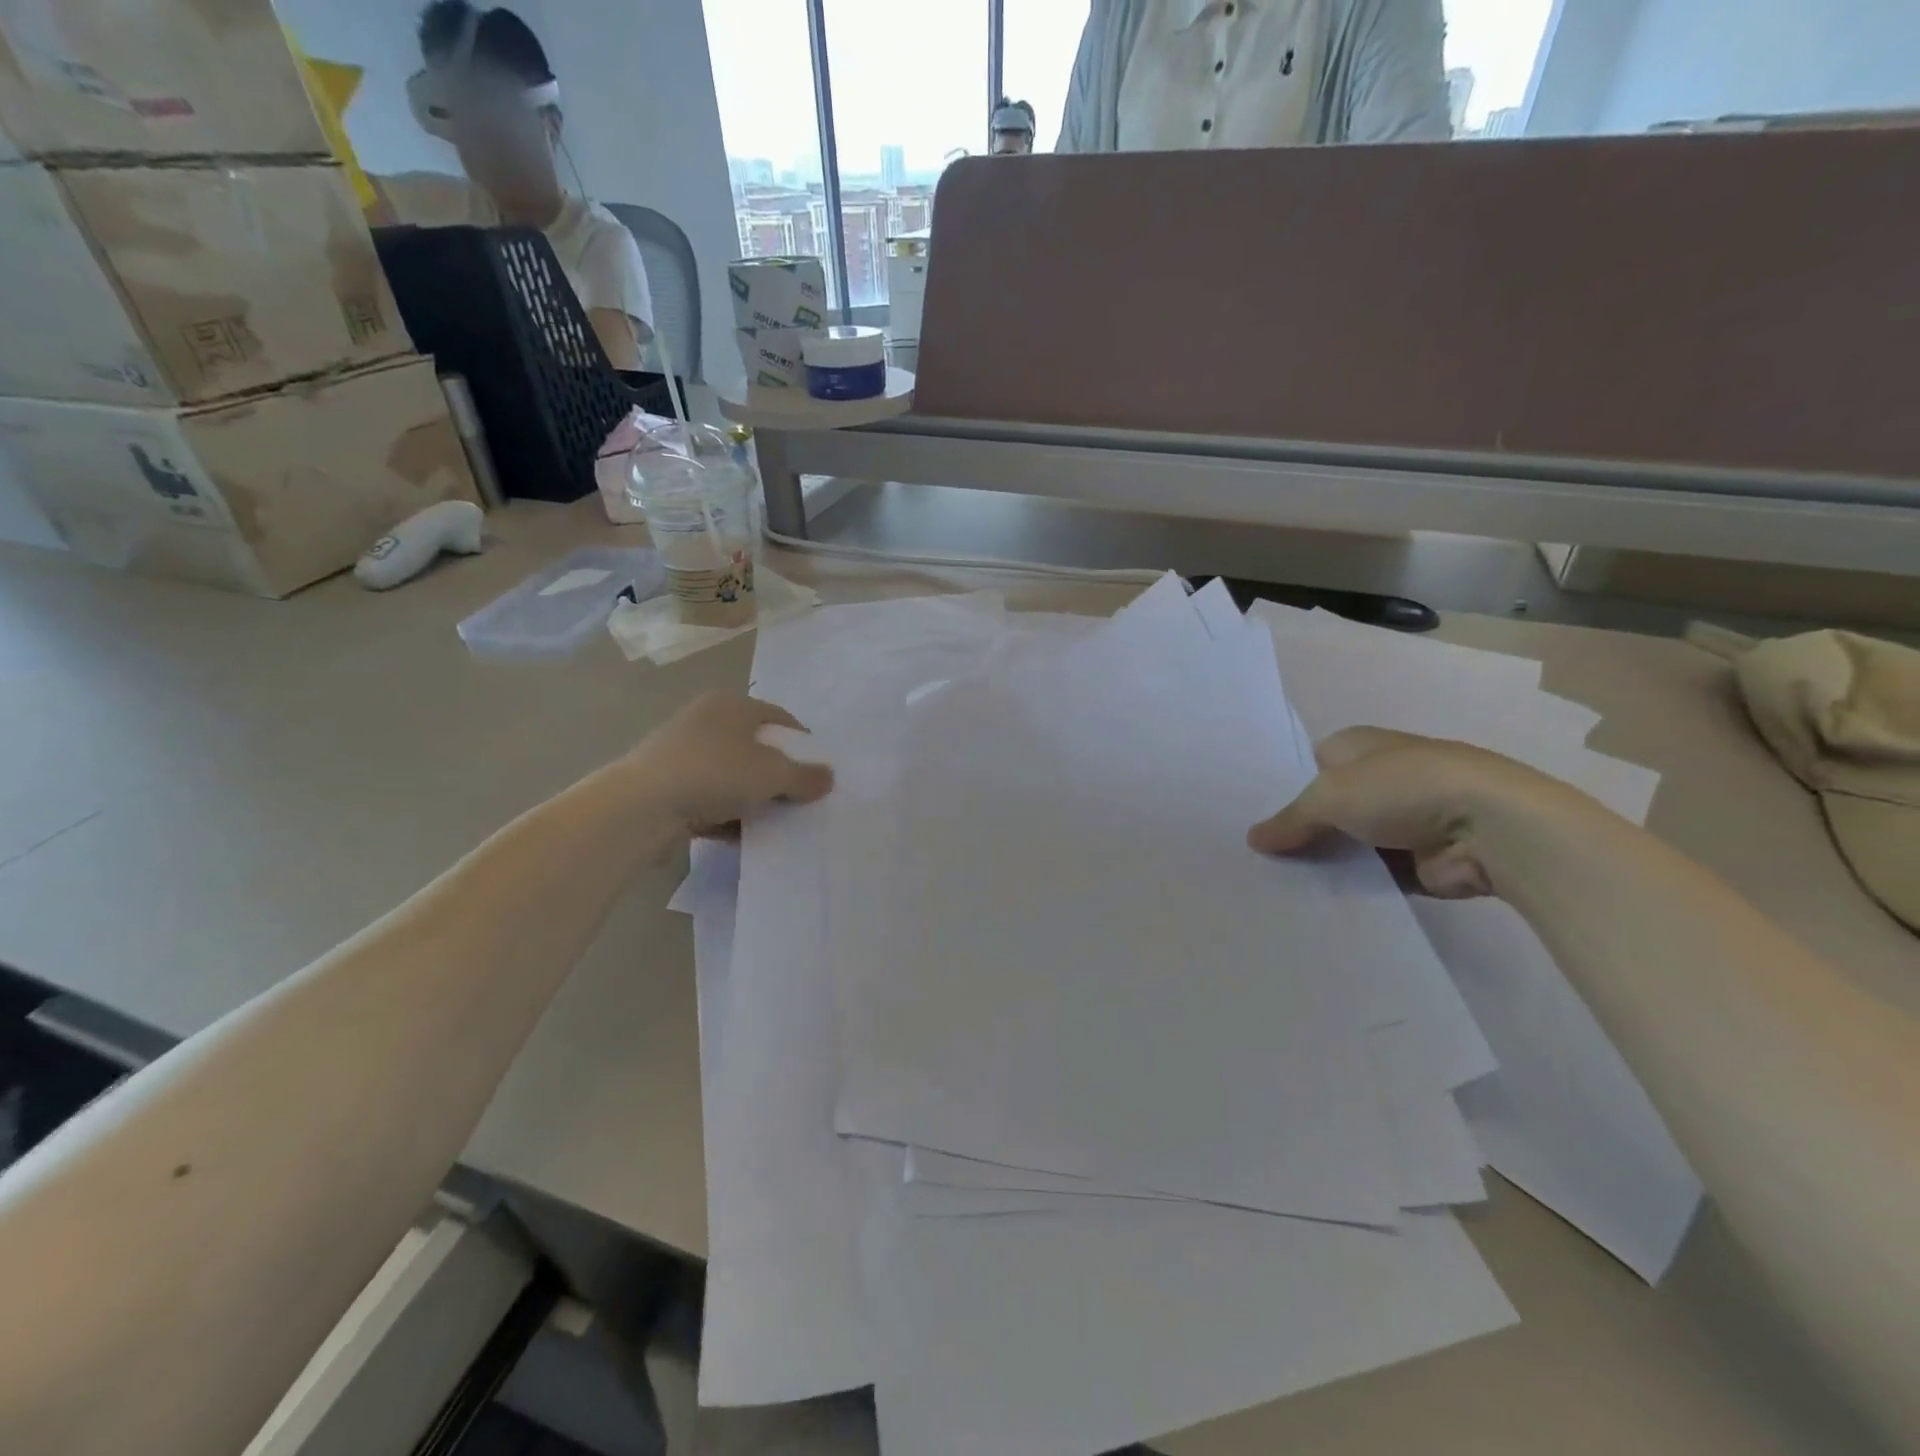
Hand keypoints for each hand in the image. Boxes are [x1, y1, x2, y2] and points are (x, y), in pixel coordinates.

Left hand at [627, 693, 833, 834]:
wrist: (640, 806)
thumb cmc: (715, 773)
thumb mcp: (772, 775)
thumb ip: (805, 776)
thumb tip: (828, 777)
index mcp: (732, 704)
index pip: (780, 718)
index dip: (803, 744)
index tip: (817, 772)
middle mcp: (705, 720)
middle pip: (755, 747)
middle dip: (778, 775)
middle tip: (797, 799)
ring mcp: (681, 752)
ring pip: (731, 774)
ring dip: (752, 797)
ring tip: (772, 822)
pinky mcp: (665, 783)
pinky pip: (708, 796)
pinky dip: (725, 813)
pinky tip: (738, 836)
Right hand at [1247, 727, 1581, 897]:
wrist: (1491, 828)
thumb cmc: (1403, 789)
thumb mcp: (1330, 796)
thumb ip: (1289, 821)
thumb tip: (1252, 840)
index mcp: (1358, 745)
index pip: (1309, 764)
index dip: (1283, 789)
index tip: (1254, 818)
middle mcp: (1379, 777)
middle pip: (1326, 807)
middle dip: (1299, 830)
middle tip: (1256, 858)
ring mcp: (1402, 819)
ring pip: (1347, 843)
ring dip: (1325, 861)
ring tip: (1276, 884)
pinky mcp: (1418, 859)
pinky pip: (1371, 874)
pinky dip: (1352, 885)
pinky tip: (1316, 900)